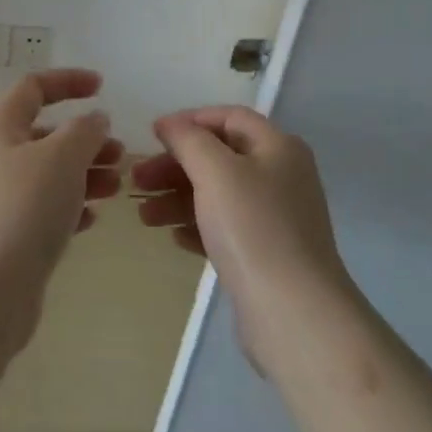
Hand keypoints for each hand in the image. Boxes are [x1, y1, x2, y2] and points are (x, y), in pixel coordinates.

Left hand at [0, 70, 122, 341]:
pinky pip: (40, 209)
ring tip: (116, 187)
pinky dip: (68, 207)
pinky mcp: (1, 236)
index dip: (68, 81)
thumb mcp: (62, 158)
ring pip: (45, 174)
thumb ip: (85, 131)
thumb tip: (93, 120)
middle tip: (120, 154)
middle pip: (43, 134)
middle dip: (85, 140)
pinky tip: (91, 219)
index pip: (33, 87)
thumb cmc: (23, 209)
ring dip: (83, 174)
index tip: (102, 88)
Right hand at [134, 107, 352, 369]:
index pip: (229, 117)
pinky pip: (225, 228)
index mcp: (278, 147)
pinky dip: (197, 226)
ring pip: (218, 195)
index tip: (153, 136)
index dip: (190, 120)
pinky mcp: (266, 254)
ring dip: (178, 198)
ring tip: (144, 216)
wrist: (294, 314)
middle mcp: (281, 176)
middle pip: (220, 157)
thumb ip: (189, 140)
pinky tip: (174, 237)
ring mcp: (276, 218)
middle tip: (137, 180)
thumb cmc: (253, 229)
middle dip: (176, 165)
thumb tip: (170, 123)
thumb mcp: (216, 172)